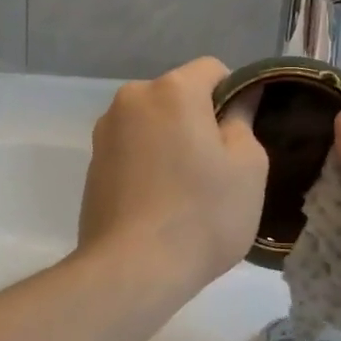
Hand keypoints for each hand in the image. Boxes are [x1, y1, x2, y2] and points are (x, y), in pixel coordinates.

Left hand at [78, 58, 267, 297]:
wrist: (131, 271)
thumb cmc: (202, 213)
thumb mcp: (248, 166)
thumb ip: (244, 120)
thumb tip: (240, 99)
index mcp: (172, 89)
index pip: (214, 69)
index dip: (235, 96)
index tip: (241, 136)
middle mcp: (132, 98)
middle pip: (180, 96)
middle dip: (201, 120)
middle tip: (219, 167)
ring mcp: (106, 131)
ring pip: (154, 123)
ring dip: (173, 141)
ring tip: (187, 190)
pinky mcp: (92, 164)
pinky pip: (133, 149)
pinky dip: (149, 163)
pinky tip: (160, 203)